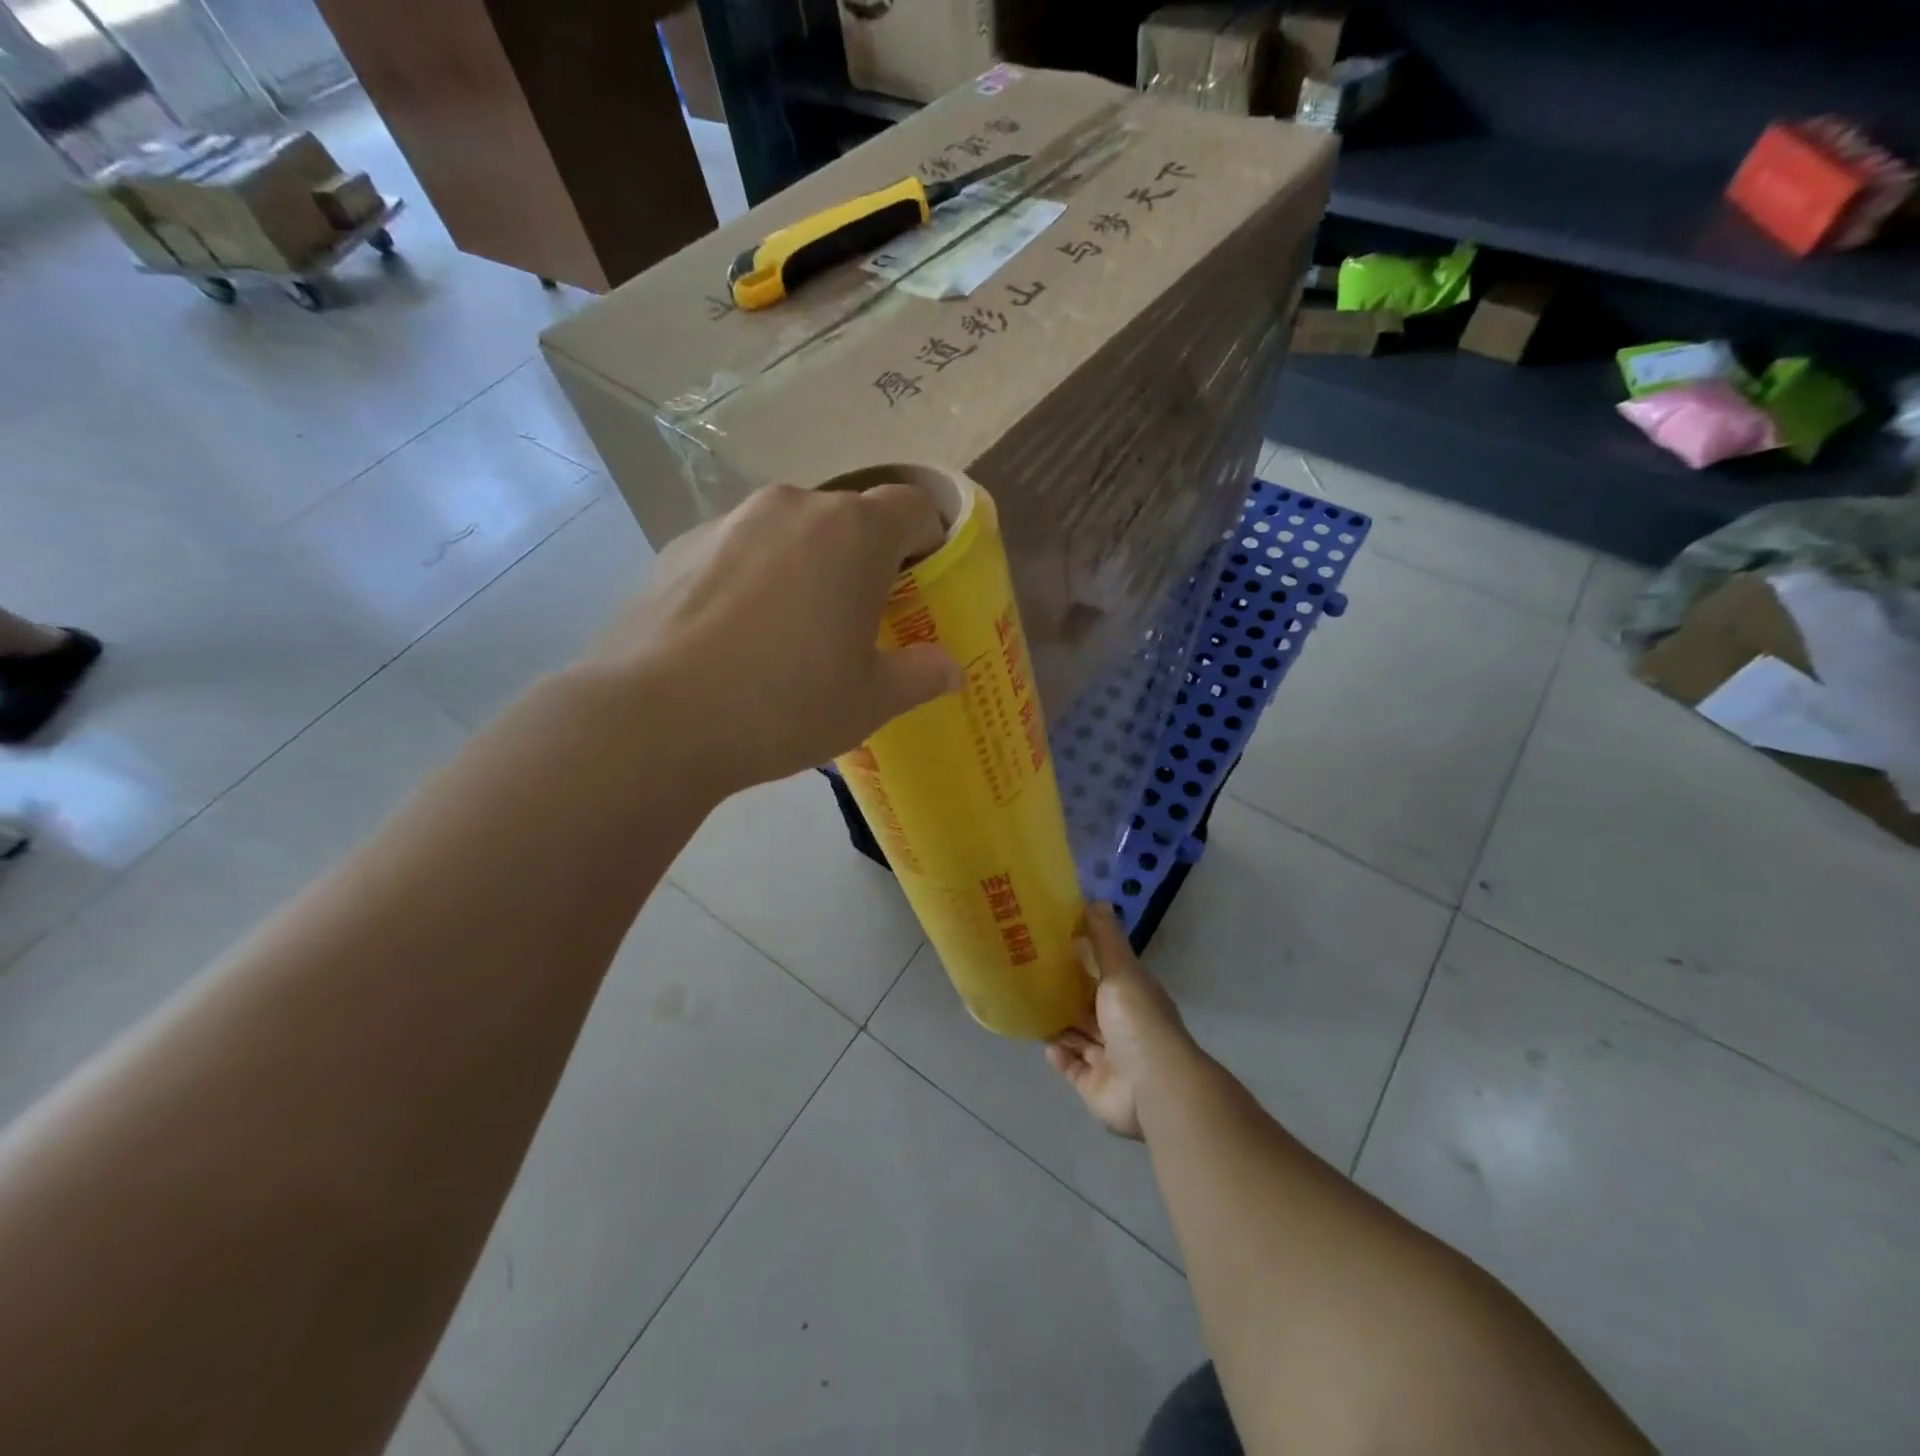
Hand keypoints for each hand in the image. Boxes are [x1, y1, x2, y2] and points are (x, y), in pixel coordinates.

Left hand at [593, 483, 962, 794]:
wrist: (655, 720)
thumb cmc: (785, 704)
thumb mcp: (870, 701)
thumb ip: (921, 675)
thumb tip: (951, 669)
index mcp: (852, 532)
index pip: (911, 506)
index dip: (927, 540)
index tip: (921, 584)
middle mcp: (792, 507)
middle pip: (848, 517)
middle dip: (865, 558)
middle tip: (860, 618)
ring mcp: (728, 522)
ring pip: (790, 532)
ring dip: (807, 566)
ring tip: (792, 631)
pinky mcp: (679, 546)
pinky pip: (739, 551)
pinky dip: (754, 578)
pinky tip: (736, 637)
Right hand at [1045, 904, 1195, 1139]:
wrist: (1152, 1085)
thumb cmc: (1136, 1020)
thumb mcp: (1121, 970)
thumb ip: (1105, 939)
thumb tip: (1095, 899)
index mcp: (1130, 996)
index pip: (1103, 974)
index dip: (1080, 960)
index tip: (1050, 944)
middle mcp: (1121, 1025)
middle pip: (1087, 1006)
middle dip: (1063, 994)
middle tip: (1028, 975)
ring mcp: (1109, 1058)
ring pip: (1077, 1036)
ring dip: (1058, 1025)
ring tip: (1028, 1006)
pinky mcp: (1094, 1085)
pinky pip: (1072, 1067)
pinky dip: (1060, 1056)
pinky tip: (1047, 1044)